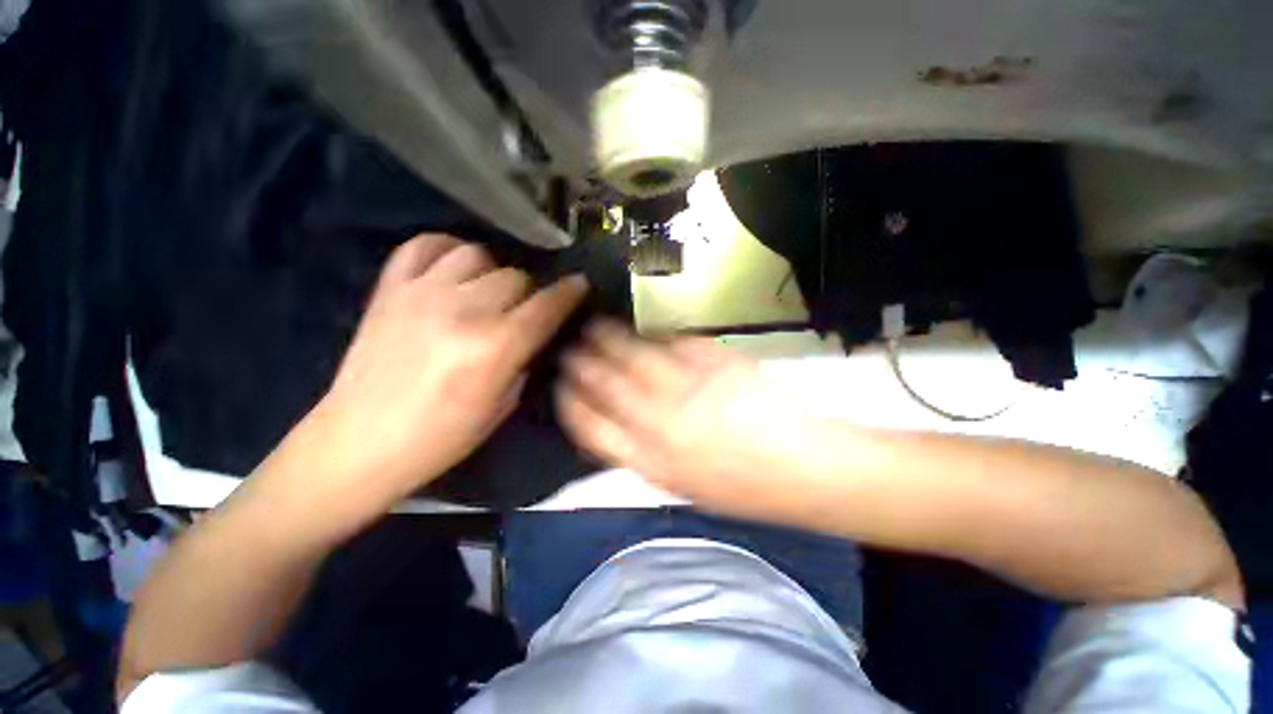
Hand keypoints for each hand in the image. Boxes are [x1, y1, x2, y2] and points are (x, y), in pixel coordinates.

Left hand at [273, 234, 587, 511]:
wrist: (359, 443)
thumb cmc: (440, 438)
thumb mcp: (501, 407)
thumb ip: (523, 360)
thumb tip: (532, 333)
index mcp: (494, 347)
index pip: (546, 306)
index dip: (569, 292)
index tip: (580, 285)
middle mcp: (462, 311)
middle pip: (515, 277)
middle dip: (529, 292)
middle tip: (524, 310)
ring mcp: (420, 294)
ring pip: (476, 254)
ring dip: (493, 271)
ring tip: (489, 290)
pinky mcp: (389, 290)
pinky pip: (423, 246)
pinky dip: (447, 249)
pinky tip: (455, 268)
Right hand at [557, 321, 827, 518]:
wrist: (807, 469)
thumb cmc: (744, 489)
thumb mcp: (683, 485)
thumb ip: (644, 453)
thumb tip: (616, 422)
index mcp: (651, 462)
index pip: (590, 429)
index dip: (570, 404)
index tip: (561, 388)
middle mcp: (661, 422)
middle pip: (607, 386)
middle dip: (581, 365)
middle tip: (569, 349)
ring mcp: (688, 387)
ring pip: (634, 357)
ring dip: (608, 340)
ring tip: (593, 326)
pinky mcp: (715, 362)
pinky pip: (674, 343)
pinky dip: (654, 336)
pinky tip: (645, 330)